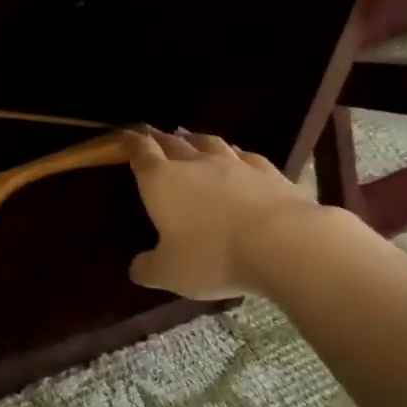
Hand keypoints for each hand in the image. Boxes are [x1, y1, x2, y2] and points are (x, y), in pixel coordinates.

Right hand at [125, 127, 318, 299]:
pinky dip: (233, 152)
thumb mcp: (171, 273)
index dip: (131, 142)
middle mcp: (194, 164)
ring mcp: (232, 163)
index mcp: (162, 182)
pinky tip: (236, 155)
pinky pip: (243, 154)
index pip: (141, 153)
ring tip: (187, 136)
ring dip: (194, 139)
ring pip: (207, 142)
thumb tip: (136, 268)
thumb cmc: (213, 256)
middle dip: (159, 138)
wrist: (281, 242)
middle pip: (172, 142)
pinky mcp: (266, 170)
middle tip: (152, 133)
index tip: (125, 134)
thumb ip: (149, 268)